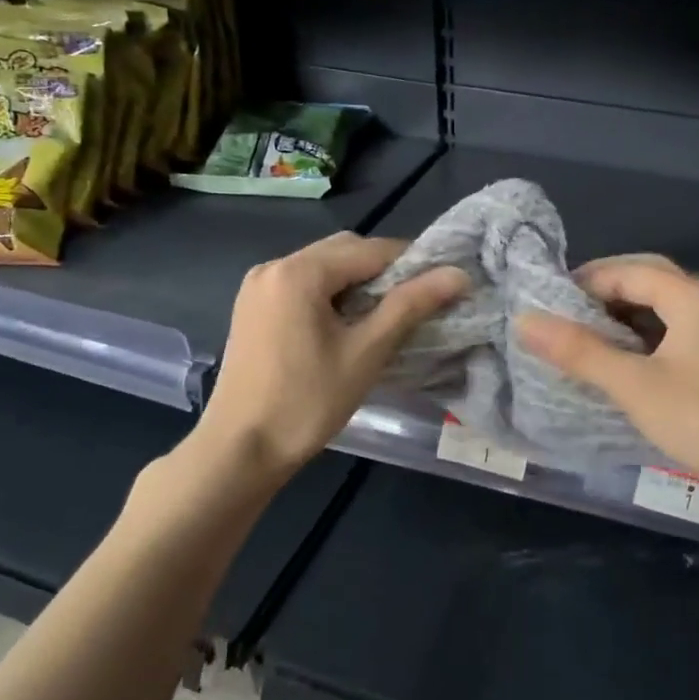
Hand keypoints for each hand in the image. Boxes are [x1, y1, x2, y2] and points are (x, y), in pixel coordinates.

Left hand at [197, 232, 468, 480]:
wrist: (240, 450)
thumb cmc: (307, 402)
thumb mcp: (366, 352)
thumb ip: (411, 306)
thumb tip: (458, 274)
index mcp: (299, 272)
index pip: (371, 250)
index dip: (412, 264)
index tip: (442, 288)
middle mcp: (273, 266)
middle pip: (343, 252)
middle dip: (384, 271)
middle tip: (416, 304)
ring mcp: (258, 287)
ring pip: (322, 268)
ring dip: (358, 283)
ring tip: (386, 317)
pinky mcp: (252, 309)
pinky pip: (302, 286)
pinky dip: (331, 294)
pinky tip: (348, 325)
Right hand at [517, 254, 698, 507]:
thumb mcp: (635, 385)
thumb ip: (580, 352)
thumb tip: (525, 320)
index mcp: (692, 296)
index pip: (628, 270)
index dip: (585, 281)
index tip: (546, 302)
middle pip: (648, 281)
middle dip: (603, 292)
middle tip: (563, 314)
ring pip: (662, 308)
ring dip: (623, 316)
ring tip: (583, 337)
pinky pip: (674, 332)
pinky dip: (643, 338)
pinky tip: (622, 361)